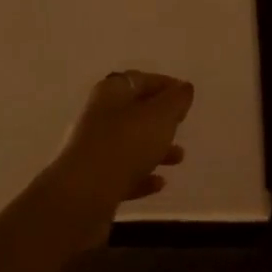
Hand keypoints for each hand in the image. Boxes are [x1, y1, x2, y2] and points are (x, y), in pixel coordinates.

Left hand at [52, 70, 193, 214]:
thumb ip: (175, 100)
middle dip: (161, 119)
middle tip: (182, 125)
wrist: (85, 192)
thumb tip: (183, 87)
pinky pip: (123, 172)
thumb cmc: (127, 143)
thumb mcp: (160, 116)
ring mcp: (93, 148)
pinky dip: (142, 176)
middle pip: (134, 112)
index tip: (186, 95)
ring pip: (130, 144)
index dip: (165, 85)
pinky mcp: (93, 179)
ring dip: (155, 149)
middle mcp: (99, 116)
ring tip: (179, 158)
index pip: (141, 80)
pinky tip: (159, 183)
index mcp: (112, 92)